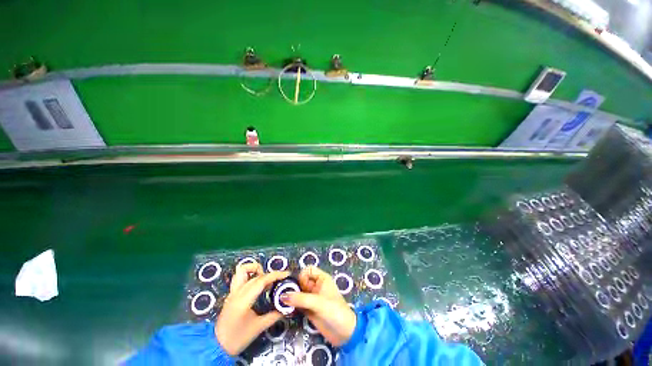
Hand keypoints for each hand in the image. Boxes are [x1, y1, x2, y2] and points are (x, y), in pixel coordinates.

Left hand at [215, 262, 289, 355]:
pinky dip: (250, 275)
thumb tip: (286, 308)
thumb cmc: (237, 338)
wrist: (216, 347)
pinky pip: (240, 277)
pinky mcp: (231, 294)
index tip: (286, 274)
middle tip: (278, 282)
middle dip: (269, 275)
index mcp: (243, 299)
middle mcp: (237, 292)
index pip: (261, 280)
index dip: (275, 275)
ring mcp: (232, 292)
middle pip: (256, 274)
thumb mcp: (258, 328)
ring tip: (265, 280)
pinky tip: (257, 285)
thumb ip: (273, 316)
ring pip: (243, 270)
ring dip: (255, 269)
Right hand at [281, 266, 356, 346]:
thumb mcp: (318, 303)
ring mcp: (312, 299)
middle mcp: (316, 287)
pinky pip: (298, 304)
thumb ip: (301, 299)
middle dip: (293, 287)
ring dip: (291, 297)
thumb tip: (282, 296)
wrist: (344, 333)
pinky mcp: (309, 310)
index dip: (302, 275)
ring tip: (282, 303)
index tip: (298, 286)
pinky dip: (292, 306)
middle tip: (283, 295)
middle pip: (301, 281)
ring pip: (298, 293)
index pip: (308, 270)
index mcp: (322, 279)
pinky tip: (286, 310)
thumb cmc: (334, 311)